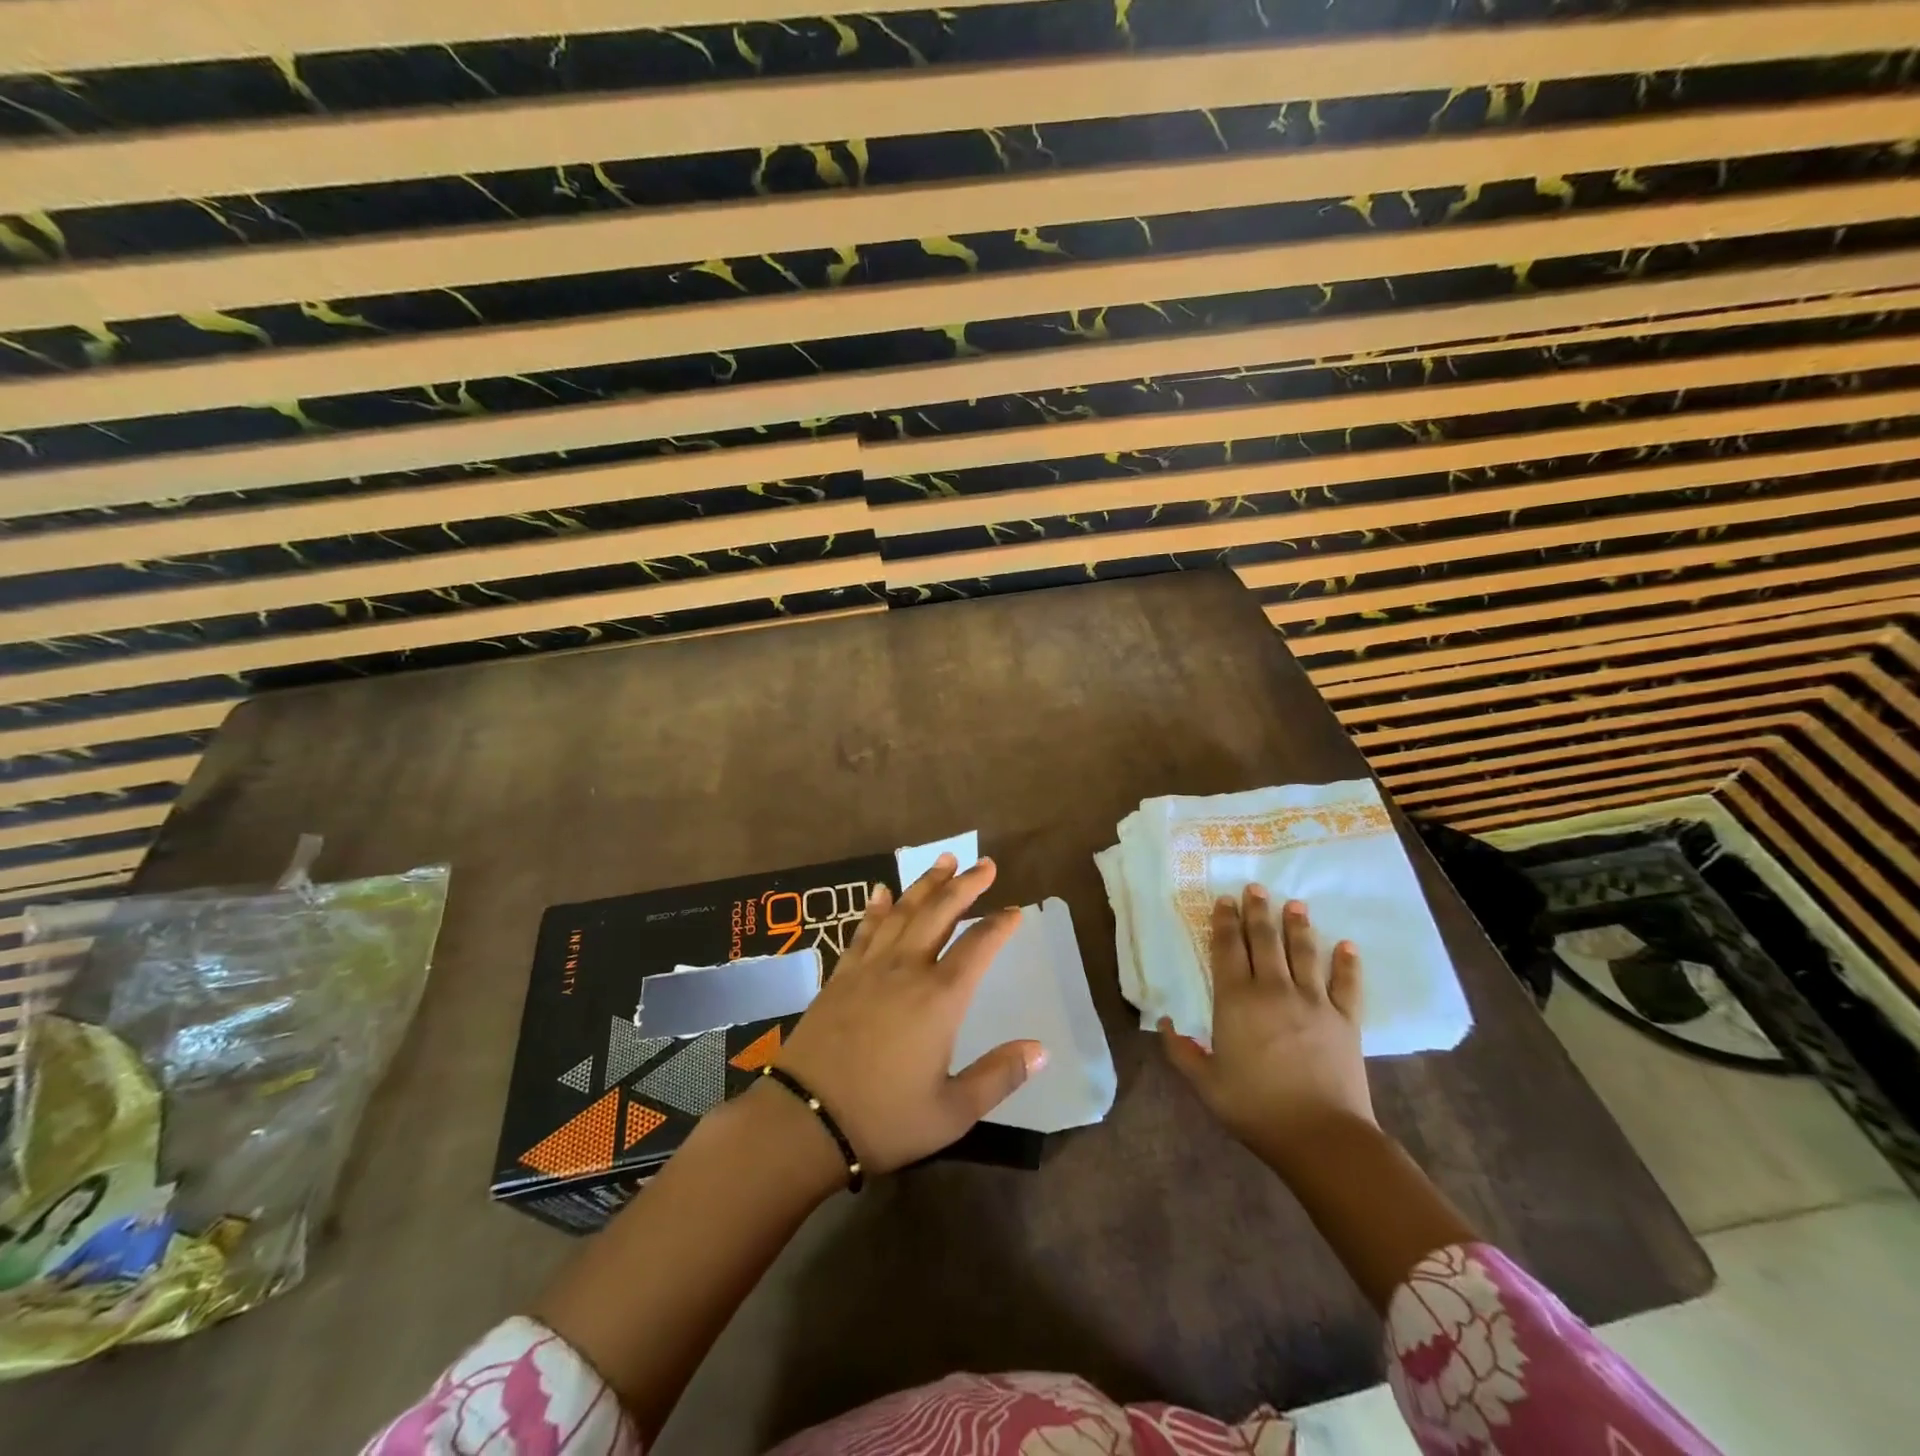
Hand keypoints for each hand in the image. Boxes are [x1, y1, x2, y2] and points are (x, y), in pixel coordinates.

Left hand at [775, 854, 1045, 1175]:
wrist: (803, 1120)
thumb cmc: (884, 1119)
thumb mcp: (952, 1112)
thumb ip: (998, 1076)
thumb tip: (1041, 1050)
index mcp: (940, 998)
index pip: (978, 947)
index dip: (999, 925)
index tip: (1015, 909)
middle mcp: (906, 970)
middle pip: (940, 913)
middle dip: (966, 885)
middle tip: (985, 864)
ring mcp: (870, 968)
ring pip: (903, 912)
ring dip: (926, 884)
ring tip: (944, 861)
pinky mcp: (841, 976)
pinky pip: (863, 931)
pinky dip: (876, 908)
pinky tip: (882, 892)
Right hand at [1161, 889, 1373, 1170]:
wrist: (1321, 1136)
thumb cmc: (1255, 1107)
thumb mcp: (1205, 1083)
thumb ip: (1180, 1051)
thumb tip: (1164, 1022)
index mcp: (1235, 1000)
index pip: (1227, 948)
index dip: (1225, 921)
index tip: (1225, 900)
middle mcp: (1273, 989)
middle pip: (1265, 940)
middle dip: (1258, 911)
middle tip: (1257, 888)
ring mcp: (1314, 1002)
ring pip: (1304, 952)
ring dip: (1298, 926)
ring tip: (1295, 904)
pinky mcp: (1346, 1020)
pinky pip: (1347, 984)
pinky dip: (1347, 964)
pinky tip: (1347, 946)